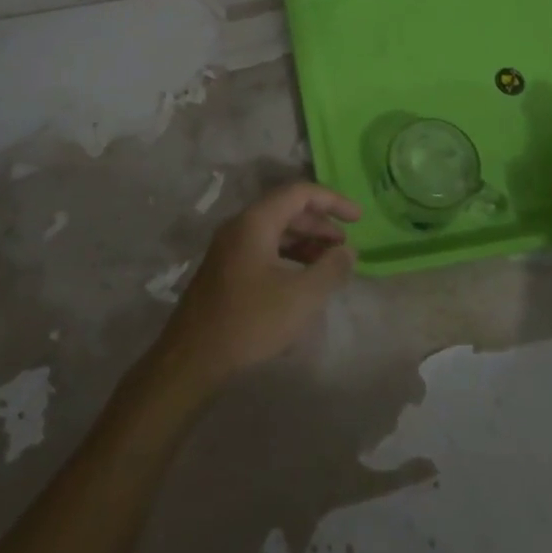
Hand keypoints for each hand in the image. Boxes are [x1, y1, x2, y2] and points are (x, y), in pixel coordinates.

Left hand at [153, 182, 360, 392]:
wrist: (193, 359)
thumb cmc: (250, 321)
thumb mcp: (301, 296)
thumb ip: (330, 269)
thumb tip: (348, 251)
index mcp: (255, 222)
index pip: (300, 193)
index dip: (332, 201)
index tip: (359, 218)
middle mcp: (239, 226)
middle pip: (286, 210)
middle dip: (320, 224)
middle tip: (345, 246)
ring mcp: (229, 248)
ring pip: (274, 231)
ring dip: (305, 241)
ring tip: (328, 264)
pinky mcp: (225, 271)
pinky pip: (263, 249)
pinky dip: (288, 256)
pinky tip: (302, 280)